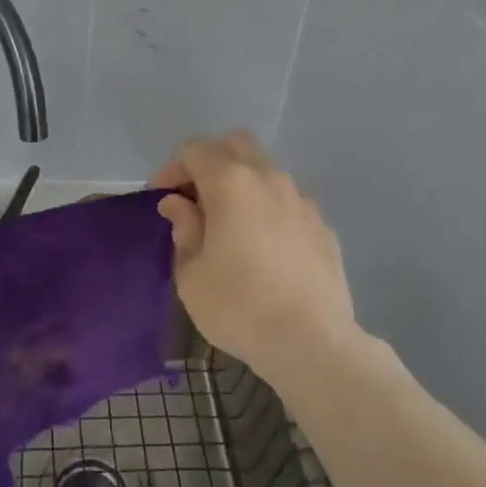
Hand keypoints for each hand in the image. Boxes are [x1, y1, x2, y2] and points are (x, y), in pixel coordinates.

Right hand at [152, 131, 358, 382]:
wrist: (312, 342)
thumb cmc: (239, 307)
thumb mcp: (192, 274)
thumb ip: (184, 229)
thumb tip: (179, 204)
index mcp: (231, 184)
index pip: (195, 150)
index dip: (173, 167)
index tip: (162, 196)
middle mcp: (269, 179)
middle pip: (235, 144)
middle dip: (210, 160)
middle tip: (196, 196)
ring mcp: (301, 200)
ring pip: (266, 170)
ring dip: (242, 183)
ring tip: (230, 222)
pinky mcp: (322, 225)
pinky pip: (288, 200)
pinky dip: (268, 208)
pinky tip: (264, 244)